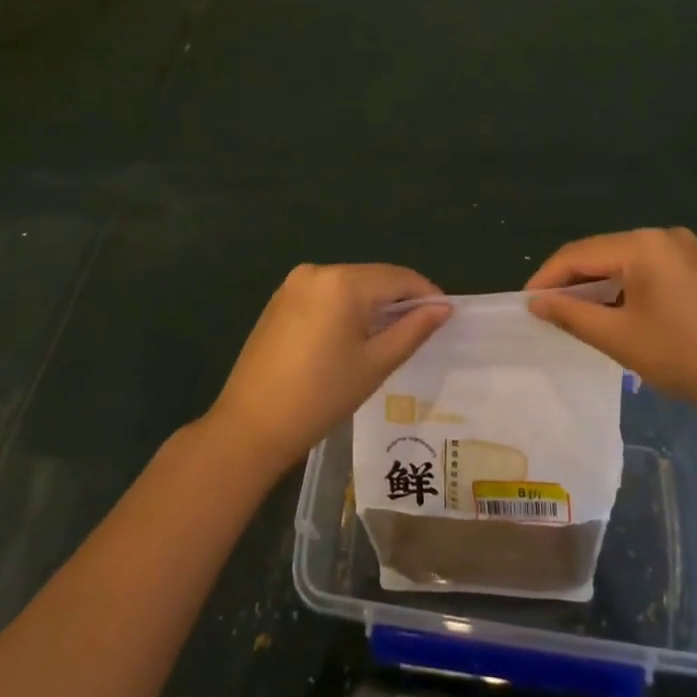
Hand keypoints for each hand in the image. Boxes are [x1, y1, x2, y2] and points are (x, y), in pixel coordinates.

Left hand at [206, 264, 451, 478]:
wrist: (251, 425)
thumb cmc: (321, 396)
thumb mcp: (375, 364)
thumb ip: (412, 329)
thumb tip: (443, 307)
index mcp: (343, 282)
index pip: (398, 277)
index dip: (426, 293)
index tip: (445, 315)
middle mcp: (317, 271)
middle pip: (373, 278)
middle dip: (399, 299)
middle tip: (421, 329)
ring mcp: (294, 284)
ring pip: (349, 285)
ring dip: (372, 304)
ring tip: (390, 336)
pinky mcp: (280, 300)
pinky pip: (326, 294)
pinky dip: (345, 308)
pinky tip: (352, 337)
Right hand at [526, 228, 696, 421]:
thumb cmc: (684, 357)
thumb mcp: (619, 338)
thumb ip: (571, 314)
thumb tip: (536, 302)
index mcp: (643, 244)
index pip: (578, 253)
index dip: (547, 278)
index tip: (525, 304)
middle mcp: (663, 235)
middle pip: (601, 253)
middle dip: (571, 282)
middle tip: (546, 312)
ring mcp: (684, 249)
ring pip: (622, 262)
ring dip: (597, 286)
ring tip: (574, 315)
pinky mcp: (696, 267)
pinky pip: (645, 270)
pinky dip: (623, 288)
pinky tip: (613, 313)